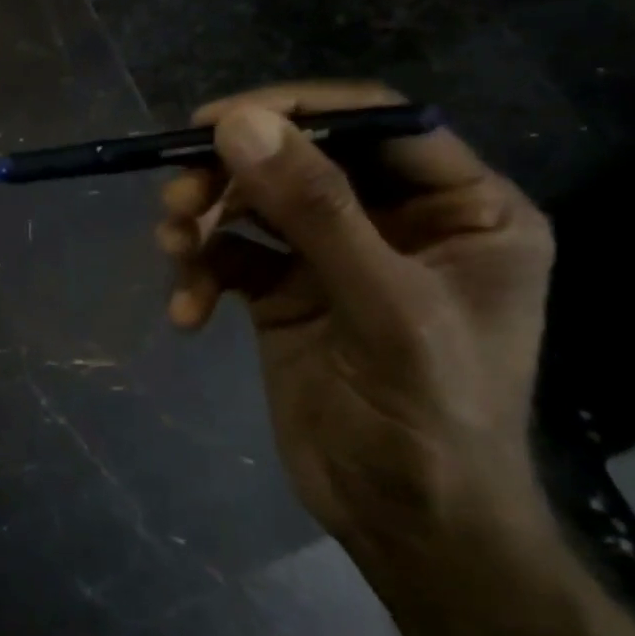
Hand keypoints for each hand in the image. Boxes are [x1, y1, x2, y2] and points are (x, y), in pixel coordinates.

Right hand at [157, 82, 555, 562]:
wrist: (404, 524)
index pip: (376, 123)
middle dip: (232, 176)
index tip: (214, 122)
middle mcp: (397, 220)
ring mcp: (334, 256)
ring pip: (254, 204)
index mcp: (462, 208)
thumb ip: (315, 210)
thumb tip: (237, 123)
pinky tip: (186, 313)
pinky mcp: (285, 292)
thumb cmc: (428, 418)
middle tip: (176, 199)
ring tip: (173, 251)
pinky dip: (200, 274)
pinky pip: (230, 256)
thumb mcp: (382, 306)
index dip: (296, 111)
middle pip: (301, 159)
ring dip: (204, 222)